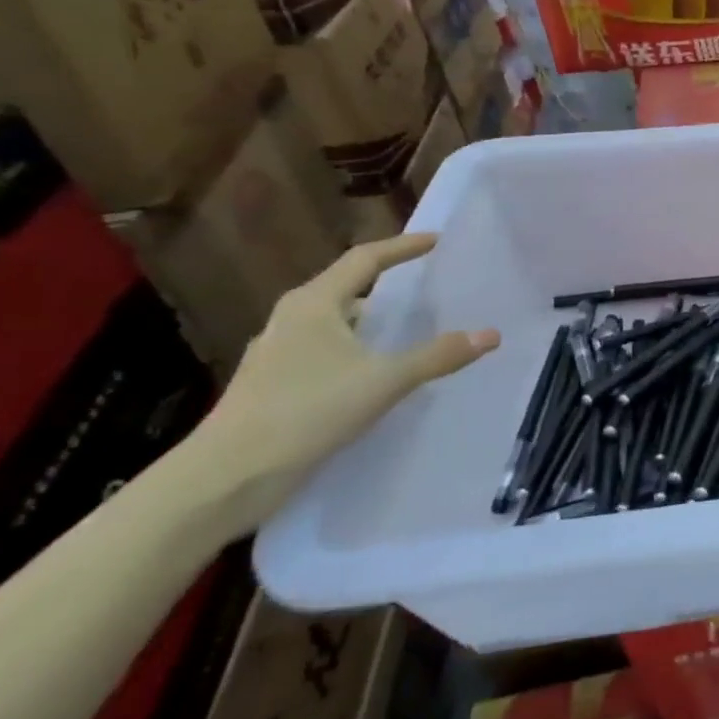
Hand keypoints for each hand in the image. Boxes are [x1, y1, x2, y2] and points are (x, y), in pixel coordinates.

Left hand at [186, 235, 499, 536]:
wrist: (226, 477)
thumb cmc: (306, 412)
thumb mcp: (384, 381)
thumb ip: (438, 356)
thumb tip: (491, 334)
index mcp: (313, 304)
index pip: (365, 259)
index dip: (403, 247)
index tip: (437, 241)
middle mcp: (292, 319)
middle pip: (348, 288)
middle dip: (389, 284)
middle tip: (430, 286)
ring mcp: (279, 353)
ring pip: (336, 324)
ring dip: (373, 322)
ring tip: (412, 330)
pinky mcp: (275, 385)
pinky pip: (327, 352)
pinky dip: (358, 351)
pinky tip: (378, 373)